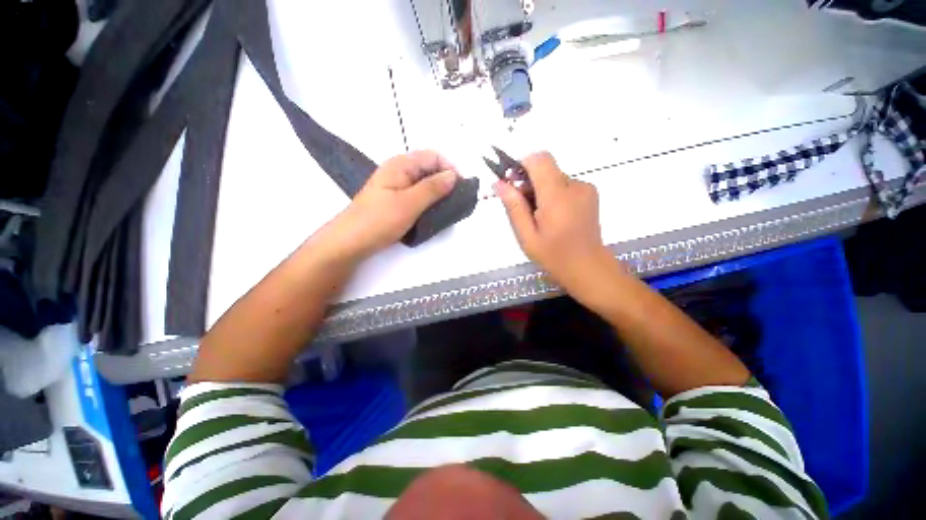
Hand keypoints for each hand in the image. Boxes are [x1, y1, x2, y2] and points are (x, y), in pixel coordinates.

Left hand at [323, 151, 458, 259]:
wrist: (351, 241)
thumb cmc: (379, 220)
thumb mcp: (409, 203)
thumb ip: (432, 188)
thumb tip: (453, 176)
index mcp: (401, 165)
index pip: (433, 156)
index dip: (450, 168)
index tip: (461, 188)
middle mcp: (399, 171)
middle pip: (429, 168)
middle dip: (446, 181)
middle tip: (456, 201)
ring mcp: (397, 186)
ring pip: (425, 183)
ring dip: (438, 193)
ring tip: (447, 209)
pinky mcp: (396, 200)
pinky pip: (418, 195)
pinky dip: (429, 201)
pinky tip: (433, 213)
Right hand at [495, 152, 620, 296]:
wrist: (588, 267)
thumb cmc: (554, 255)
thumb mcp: (527, 235)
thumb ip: (514, 206)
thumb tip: (499, 183)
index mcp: (557, 196)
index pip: (539, 159)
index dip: (522, 166)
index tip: (513, 185)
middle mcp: (574, 186)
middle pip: (546, 168)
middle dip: (529, 182)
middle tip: (524, 209)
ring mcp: (585, 188)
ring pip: (554, 177)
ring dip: (542, 190)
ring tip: (540, 217)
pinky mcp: (590, 193)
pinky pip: (565, 185)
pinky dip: (554, 194)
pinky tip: (554, 216)